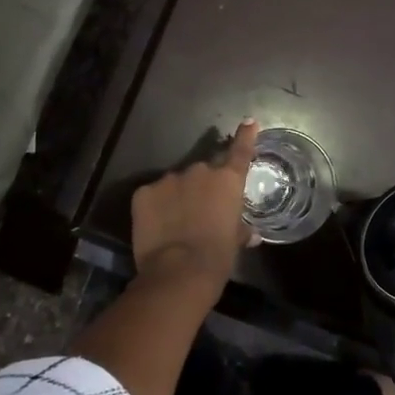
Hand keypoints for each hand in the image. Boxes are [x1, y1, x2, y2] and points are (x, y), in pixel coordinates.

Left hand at [129, 121, 258, 297]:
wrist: (178, 272)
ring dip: (178, 196)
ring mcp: (169, 179)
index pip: (240, 151)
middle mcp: (199, 171)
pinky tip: (157, 226)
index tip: (248, 122)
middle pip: (203, 172)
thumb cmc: (217, 258)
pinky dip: (156, 206)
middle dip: (203, 187)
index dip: (245, 136)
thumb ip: (241, 230)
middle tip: (201, 211)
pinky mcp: (144, 192)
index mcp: (227, 181)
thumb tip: (250, 233)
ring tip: (176, 222)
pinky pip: (153, 195)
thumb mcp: (235, 243)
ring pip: (176, 183)